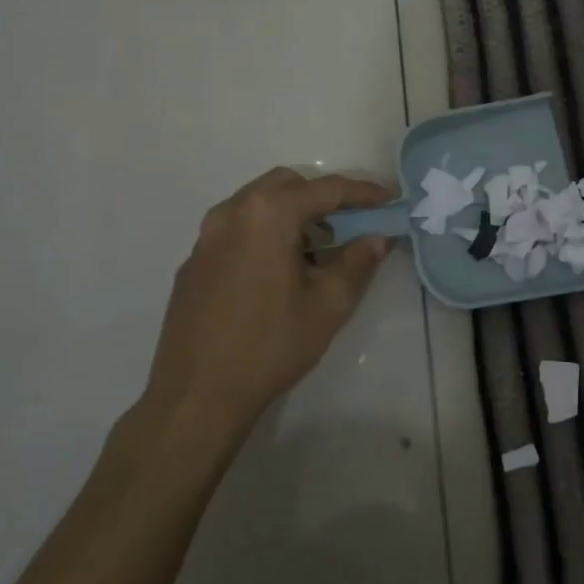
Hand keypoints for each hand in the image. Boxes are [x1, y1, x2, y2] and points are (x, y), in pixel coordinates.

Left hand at [140, 168, 392, 440]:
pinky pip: (237, 230)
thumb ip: (358, 262)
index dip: (363, 193)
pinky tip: (278, 273)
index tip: (390, 199)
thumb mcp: (328, 305)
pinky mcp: (194, 262)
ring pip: (258, 205)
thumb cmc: (269, 346)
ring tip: (316, 252)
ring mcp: (206, 237)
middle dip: (323, 199)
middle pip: (287, 186)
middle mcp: (232, 212)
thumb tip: (376, 238)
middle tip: (351, 225)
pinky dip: (265, 234)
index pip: (326, 190)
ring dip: (292, 215)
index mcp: (268, 214)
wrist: (195, 397)